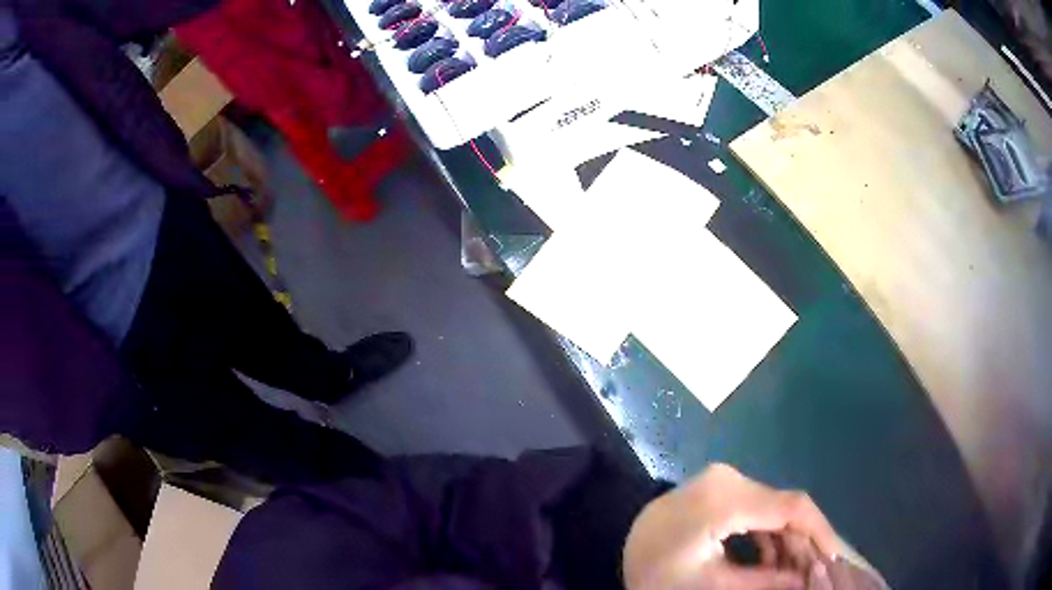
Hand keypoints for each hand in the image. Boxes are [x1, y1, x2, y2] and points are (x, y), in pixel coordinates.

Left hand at [623, 464, 842, 589]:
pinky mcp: (719, 487)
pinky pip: (756, 508)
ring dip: (787, 540)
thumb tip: (805, 580)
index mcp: (726, 499)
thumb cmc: (660, 573)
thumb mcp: (712, 585)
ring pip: (773, 508)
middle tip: (815, 573)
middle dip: (803, 542)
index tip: (835, 559)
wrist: (618, 548)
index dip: (820, 532)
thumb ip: (764, 582)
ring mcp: (722, 479)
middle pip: (784, 508)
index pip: (792, 508)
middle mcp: (729, 478)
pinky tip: (776, 559)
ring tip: (797, 572)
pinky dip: (769, 533)